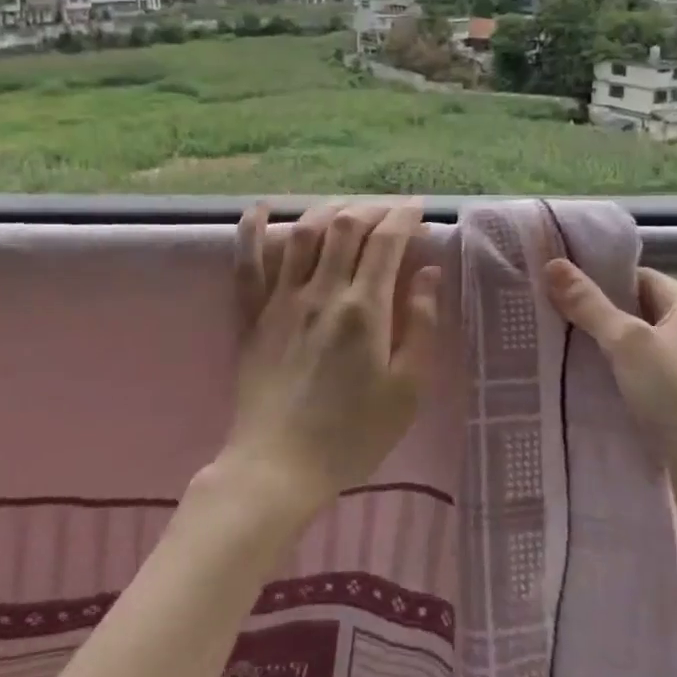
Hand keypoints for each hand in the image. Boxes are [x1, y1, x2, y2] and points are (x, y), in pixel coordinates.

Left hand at [223, 200, 441, 520]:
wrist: (279, 467)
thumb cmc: (352, 435)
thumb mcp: (407, 390)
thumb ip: (422, 326)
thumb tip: (428, 273)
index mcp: (364, 309)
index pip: (386, 241)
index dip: (404, 216)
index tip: (418, 210)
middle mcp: (322, 292)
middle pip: (345, 226)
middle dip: (371, 209)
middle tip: (388, 213)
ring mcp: (281, 300)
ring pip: (303, 233)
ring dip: (327, 210)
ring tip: (346, 210)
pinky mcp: (251, 316)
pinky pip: (248, 263)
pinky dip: (252, 230)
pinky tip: (262, 208)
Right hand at [542, 261, 676, 488]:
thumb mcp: (629, 344)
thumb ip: (590, 305)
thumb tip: (553, 264)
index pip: (638, 277)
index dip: (599, 279)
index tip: (556, 285)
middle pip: (635, 312)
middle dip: (593, 316)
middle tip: (544, 316)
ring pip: (636, 350)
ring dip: (601, 352)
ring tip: (551, 349)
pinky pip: (641, 381)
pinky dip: (614, 381)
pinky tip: (579, 387)